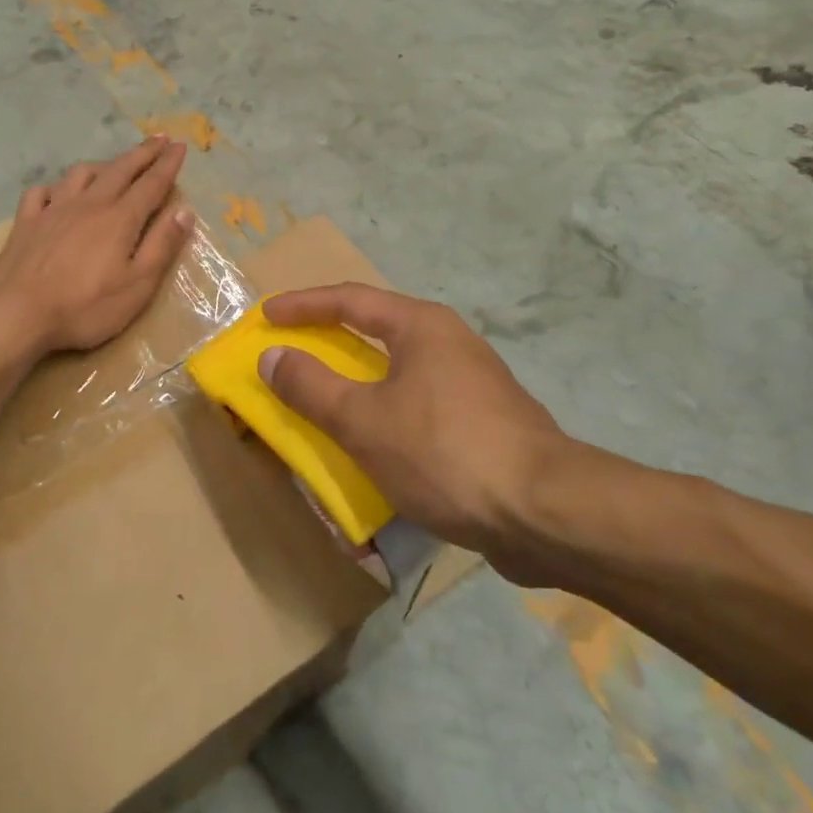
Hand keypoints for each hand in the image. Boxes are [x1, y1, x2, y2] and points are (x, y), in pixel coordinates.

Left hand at [0, 137, 193, 358]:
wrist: (17, 314)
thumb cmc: (86, 307)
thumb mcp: (138, 285)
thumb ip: (162, 245)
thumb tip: (184, 211)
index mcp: (120, 218)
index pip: (151, 184)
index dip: (168, 164)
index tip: (180, 145)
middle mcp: (89, 204)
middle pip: (120, 170)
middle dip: (143, 153)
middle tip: (159, 138)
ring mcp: (54, 209)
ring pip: (81, 174)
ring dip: (103, 165)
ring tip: (113, 165)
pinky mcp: (26, 222)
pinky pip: (42, 191)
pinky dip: (56, 187)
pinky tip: (59, 192)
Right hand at [257, 284, 636, 586]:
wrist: (545, 513)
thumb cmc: (444, 452)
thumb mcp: (363, 420)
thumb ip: (311, 386)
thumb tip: (273, 356)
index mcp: (421, 326)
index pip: (350, 299)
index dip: (303, 305)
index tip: (267, 315)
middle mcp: (450, 342)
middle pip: (377, 328)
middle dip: (331, 338)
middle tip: (294, 350)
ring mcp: (473, 382)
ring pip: (400, 369)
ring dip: (359, 379)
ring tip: (327, 397)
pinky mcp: (486, 422)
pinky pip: (419, 403)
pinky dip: (386, 411)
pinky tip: (377, 442)